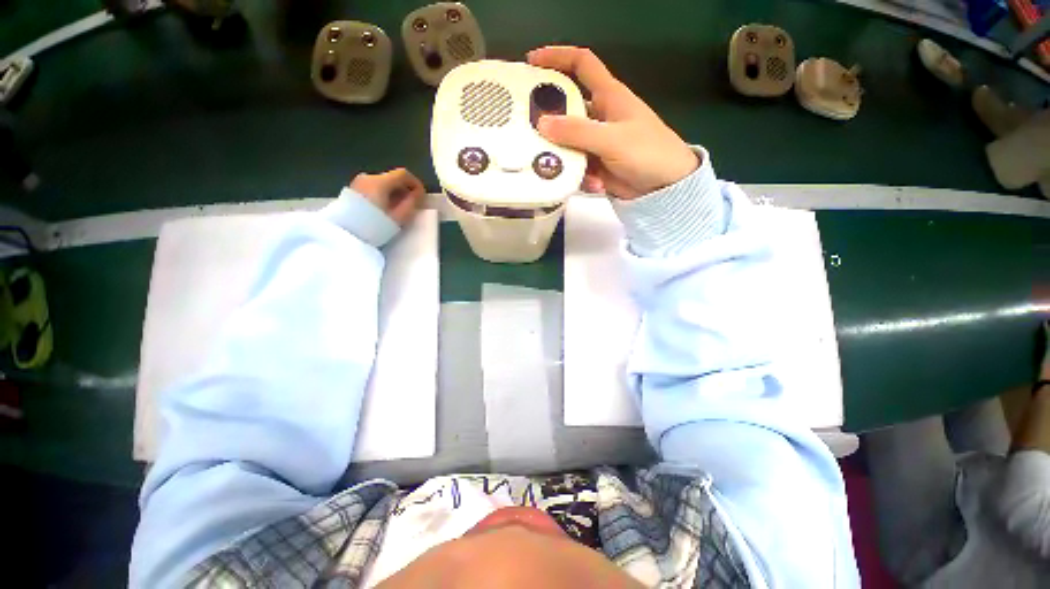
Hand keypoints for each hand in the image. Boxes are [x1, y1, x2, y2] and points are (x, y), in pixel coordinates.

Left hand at [349, 168, 426, 225]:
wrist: (346, 234)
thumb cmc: (374, 226)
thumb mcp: (398, 217)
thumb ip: (412, 203)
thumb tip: (419, 194)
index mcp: (380, 182)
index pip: (403, 174)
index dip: (416, 183)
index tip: (421, 196)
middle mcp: (368, 177)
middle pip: (392, 178)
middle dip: (404, 189)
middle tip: (411, 205)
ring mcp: (358, 182)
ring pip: (383, 183)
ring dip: (394, 192)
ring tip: (398, 209)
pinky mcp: (352, 190)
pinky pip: (373, 188)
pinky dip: (383, 194)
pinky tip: (385, 208)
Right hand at [528, 46, 698, 199]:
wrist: (665, 186)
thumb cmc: (647, 152)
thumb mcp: (612, 139)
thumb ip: (578, 132)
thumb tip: (543, 124)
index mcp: (608, 96)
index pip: (582, 64)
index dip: (558, 57)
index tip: (532, 61)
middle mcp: (599, 116)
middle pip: (567, 108)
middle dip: (548, 118)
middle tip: (526, 129)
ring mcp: (596, 142)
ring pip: (568, 142)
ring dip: (563, 156)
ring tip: (556, 168)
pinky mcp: (596, 164)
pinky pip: (577, 166)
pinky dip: (580, 176)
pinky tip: (592, 185)